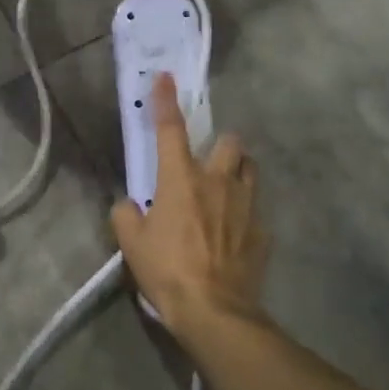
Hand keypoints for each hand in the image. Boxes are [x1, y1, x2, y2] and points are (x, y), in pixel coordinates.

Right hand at [111, 74, 269, 333]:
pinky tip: (234, 235)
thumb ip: (125, 215)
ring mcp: (246, 206)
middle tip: (209, 163)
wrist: (215, 311)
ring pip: (250, 170)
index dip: (166, 101)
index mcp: (181, 179)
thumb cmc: (167, 271)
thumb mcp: (131, 245)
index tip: (166, 78)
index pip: (171, 129)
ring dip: (239, 172)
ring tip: (227, 190)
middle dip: (221, 145)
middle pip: (231, 142)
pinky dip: (245, 215)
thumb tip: (128, 205)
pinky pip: (256, 212)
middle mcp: (218, 182)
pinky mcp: (263, 232)